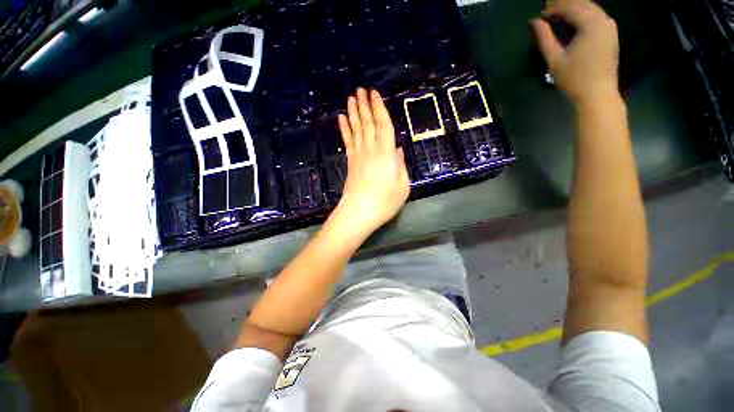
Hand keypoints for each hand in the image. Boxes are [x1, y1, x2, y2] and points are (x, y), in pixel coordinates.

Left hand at [335, 88, 409, 234]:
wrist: (360, 212)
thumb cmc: (385, 201)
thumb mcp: (403, 185)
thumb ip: (401, 165)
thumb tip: (398, 150)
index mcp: (387, 154)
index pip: (383, 126)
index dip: (379, 109)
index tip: (374, 94)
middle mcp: (371, 150)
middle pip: (367, 123)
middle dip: (364, 105)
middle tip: (360, 89)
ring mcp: (358, 155)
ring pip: (356, 129)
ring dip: (354, 112)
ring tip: (351, 98)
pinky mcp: (350, 162)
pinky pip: (347, 141)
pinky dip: (344, 129)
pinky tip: (342, 118)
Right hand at [531, 0, 619, 104]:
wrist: (598, 94)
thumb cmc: (574, 79)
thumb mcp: (554, 60)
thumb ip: (545, 39)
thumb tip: (535, 22)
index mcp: (591, 24)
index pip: (570, 7)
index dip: (554, 8)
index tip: (540, 13)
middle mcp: (603, 20)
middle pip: (582, 3)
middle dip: (565, 3)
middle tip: (548, 7)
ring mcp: (610, 27)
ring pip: (591, 8)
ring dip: (574, 7)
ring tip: (559, 12)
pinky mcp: (611, 34)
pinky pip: (597, 16)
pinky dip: (584, 14)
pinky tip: (574, 20)